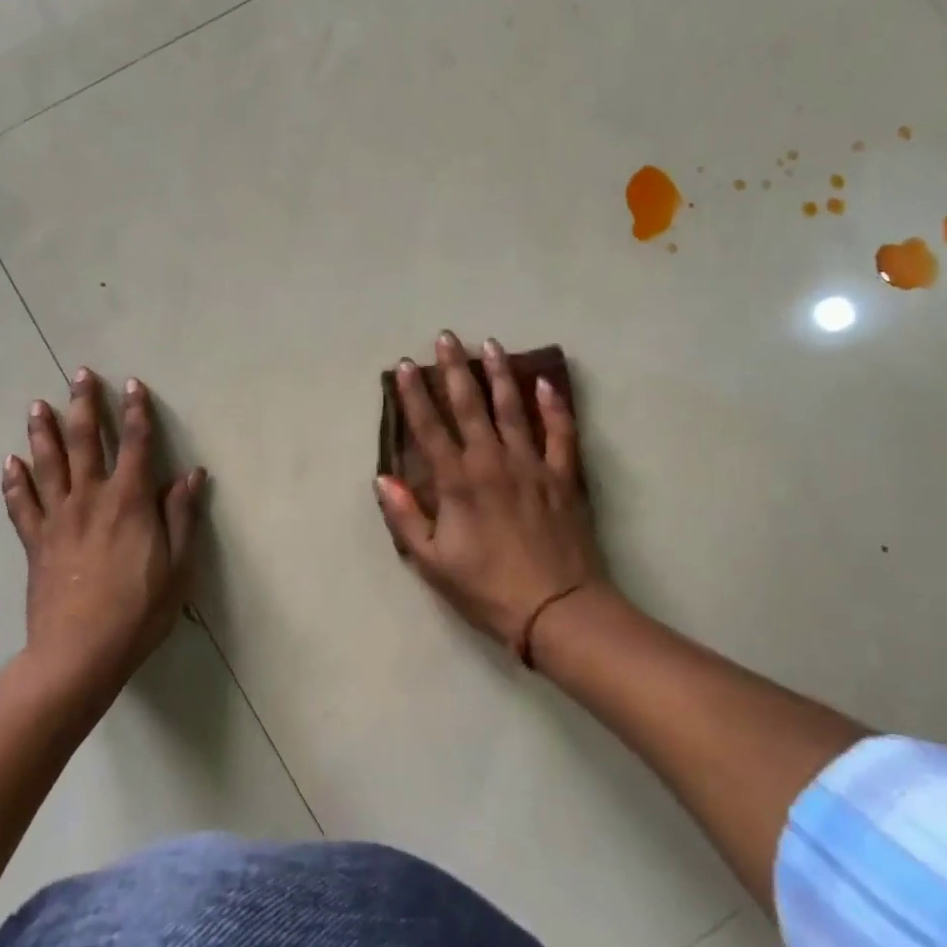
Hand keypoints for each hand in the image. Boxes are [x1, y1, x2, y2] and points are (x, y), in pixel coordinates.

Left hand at [3, 368, 204, 692]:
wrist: (79, 653)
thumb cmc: (139, 610)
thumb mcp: (178, 566)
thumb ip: (182, 516)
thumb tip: (191, 474)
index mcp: (129, 502)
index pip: (136, 445)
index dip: (137, 412)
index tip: (133, 385)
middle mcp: (90, 499)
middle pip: (86, 442)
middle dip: (85, 406)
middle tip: (80, 375)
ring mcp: (58, 519)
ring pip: (48, 464)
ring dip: (44, 432)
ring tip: (37, 405)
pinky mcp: (35, 543)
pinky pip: (21, 505)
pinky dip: (14, 482)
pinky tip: (10, 463)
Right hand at [375, 331, 602, 653]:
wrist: (557, 609)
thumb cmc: (487, 589)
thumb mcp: (432, 562)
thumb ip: (406, 517)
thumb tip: (383, 477)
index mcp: (458, 482)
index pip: (429, 428)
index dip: (414, 395)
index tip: (405, 366)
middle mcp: (492, 462)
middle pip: (469, 406)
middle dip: (454, 369)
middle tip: (447, 337)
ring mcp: (532, 465)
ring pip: (513, 408)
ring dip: (499, 374)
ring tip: (490, 344)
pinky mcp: (563, 477)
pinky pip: (560, 433)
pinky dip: (554, 406)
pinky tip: (545, 383)